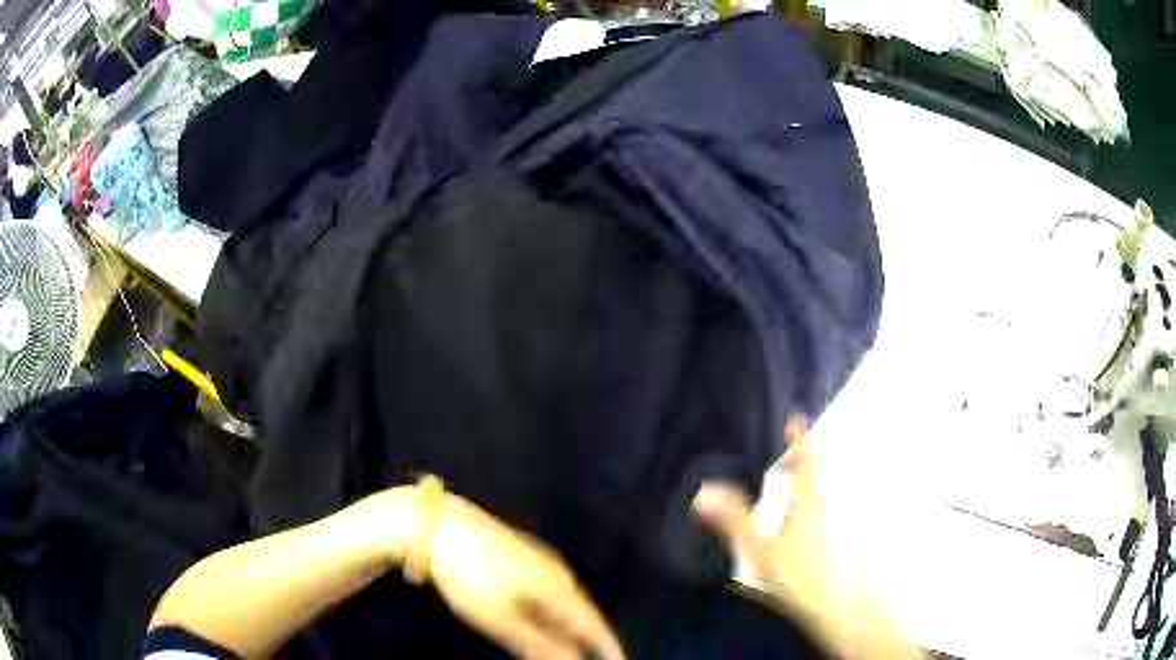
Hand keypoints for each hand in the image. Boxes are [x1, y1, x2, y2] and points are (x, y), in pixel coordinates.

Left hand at [425, 493, 625, 659]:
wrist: (436, 526)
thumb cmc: (467, 575)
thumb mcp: (498, 617)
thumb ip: (537, 642)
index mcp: (555, 587)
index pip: (593, 623)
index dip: (608, 646)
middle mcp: (556, 570)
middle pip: (584, 610)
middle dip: (593, 635)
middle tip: (599, 655)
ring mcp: (540, 557)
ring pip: (568, 597)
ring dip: (574, 621)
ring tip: (575, 640)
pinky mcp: (524, 551)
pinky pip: (553, 586)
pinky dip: (557, 607)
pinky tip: (546, 613)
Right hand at [694, 421, 920, 659]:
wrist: (832, 605)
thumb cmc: (797, 573)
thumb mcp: (760, 547)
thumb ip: (735, 521)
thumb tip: (708, 493)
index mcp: (807, 503)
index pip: (806, 462)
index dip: (800, 440)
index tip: (796, 419)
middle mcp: (821, 509)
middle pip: (814, 477)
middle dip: (802, 460)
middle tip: (788, 449)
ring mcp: (827, 527)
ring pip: (816, 496)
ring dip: (805, 483)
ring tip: (789, 479)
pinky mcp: (828, 544)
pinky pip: (815, 515)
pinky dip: (805, 505)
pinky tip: (793, 520)